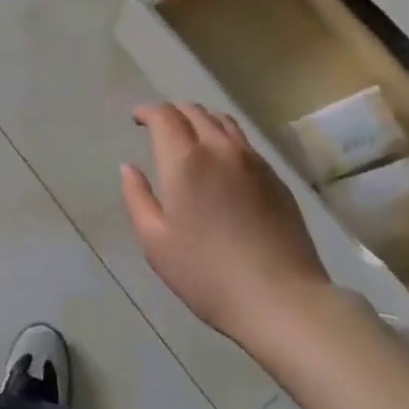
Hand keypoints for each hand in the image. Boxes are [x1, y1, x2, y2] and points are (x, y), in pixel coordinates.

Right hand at [122, 103, 330, 349]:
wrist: (280, 298)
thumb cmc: (207, 275)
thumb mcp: (156, 243)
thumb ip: (137, 198)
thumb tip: (128, 167)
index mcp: (186, 160)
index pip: (164, 116)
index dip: (147, 111)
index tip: (136, 118)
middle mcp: (219, 148)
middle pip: (193, 110)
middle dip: (171, 112)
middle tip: (159, 127)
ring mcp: (252, 160)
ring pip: (222, 120)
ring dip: (199, 118)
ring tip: (189, 135)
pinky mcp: (274, 176)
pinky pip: (243, 141)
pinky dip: (224, 136)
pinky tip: (222, 160)